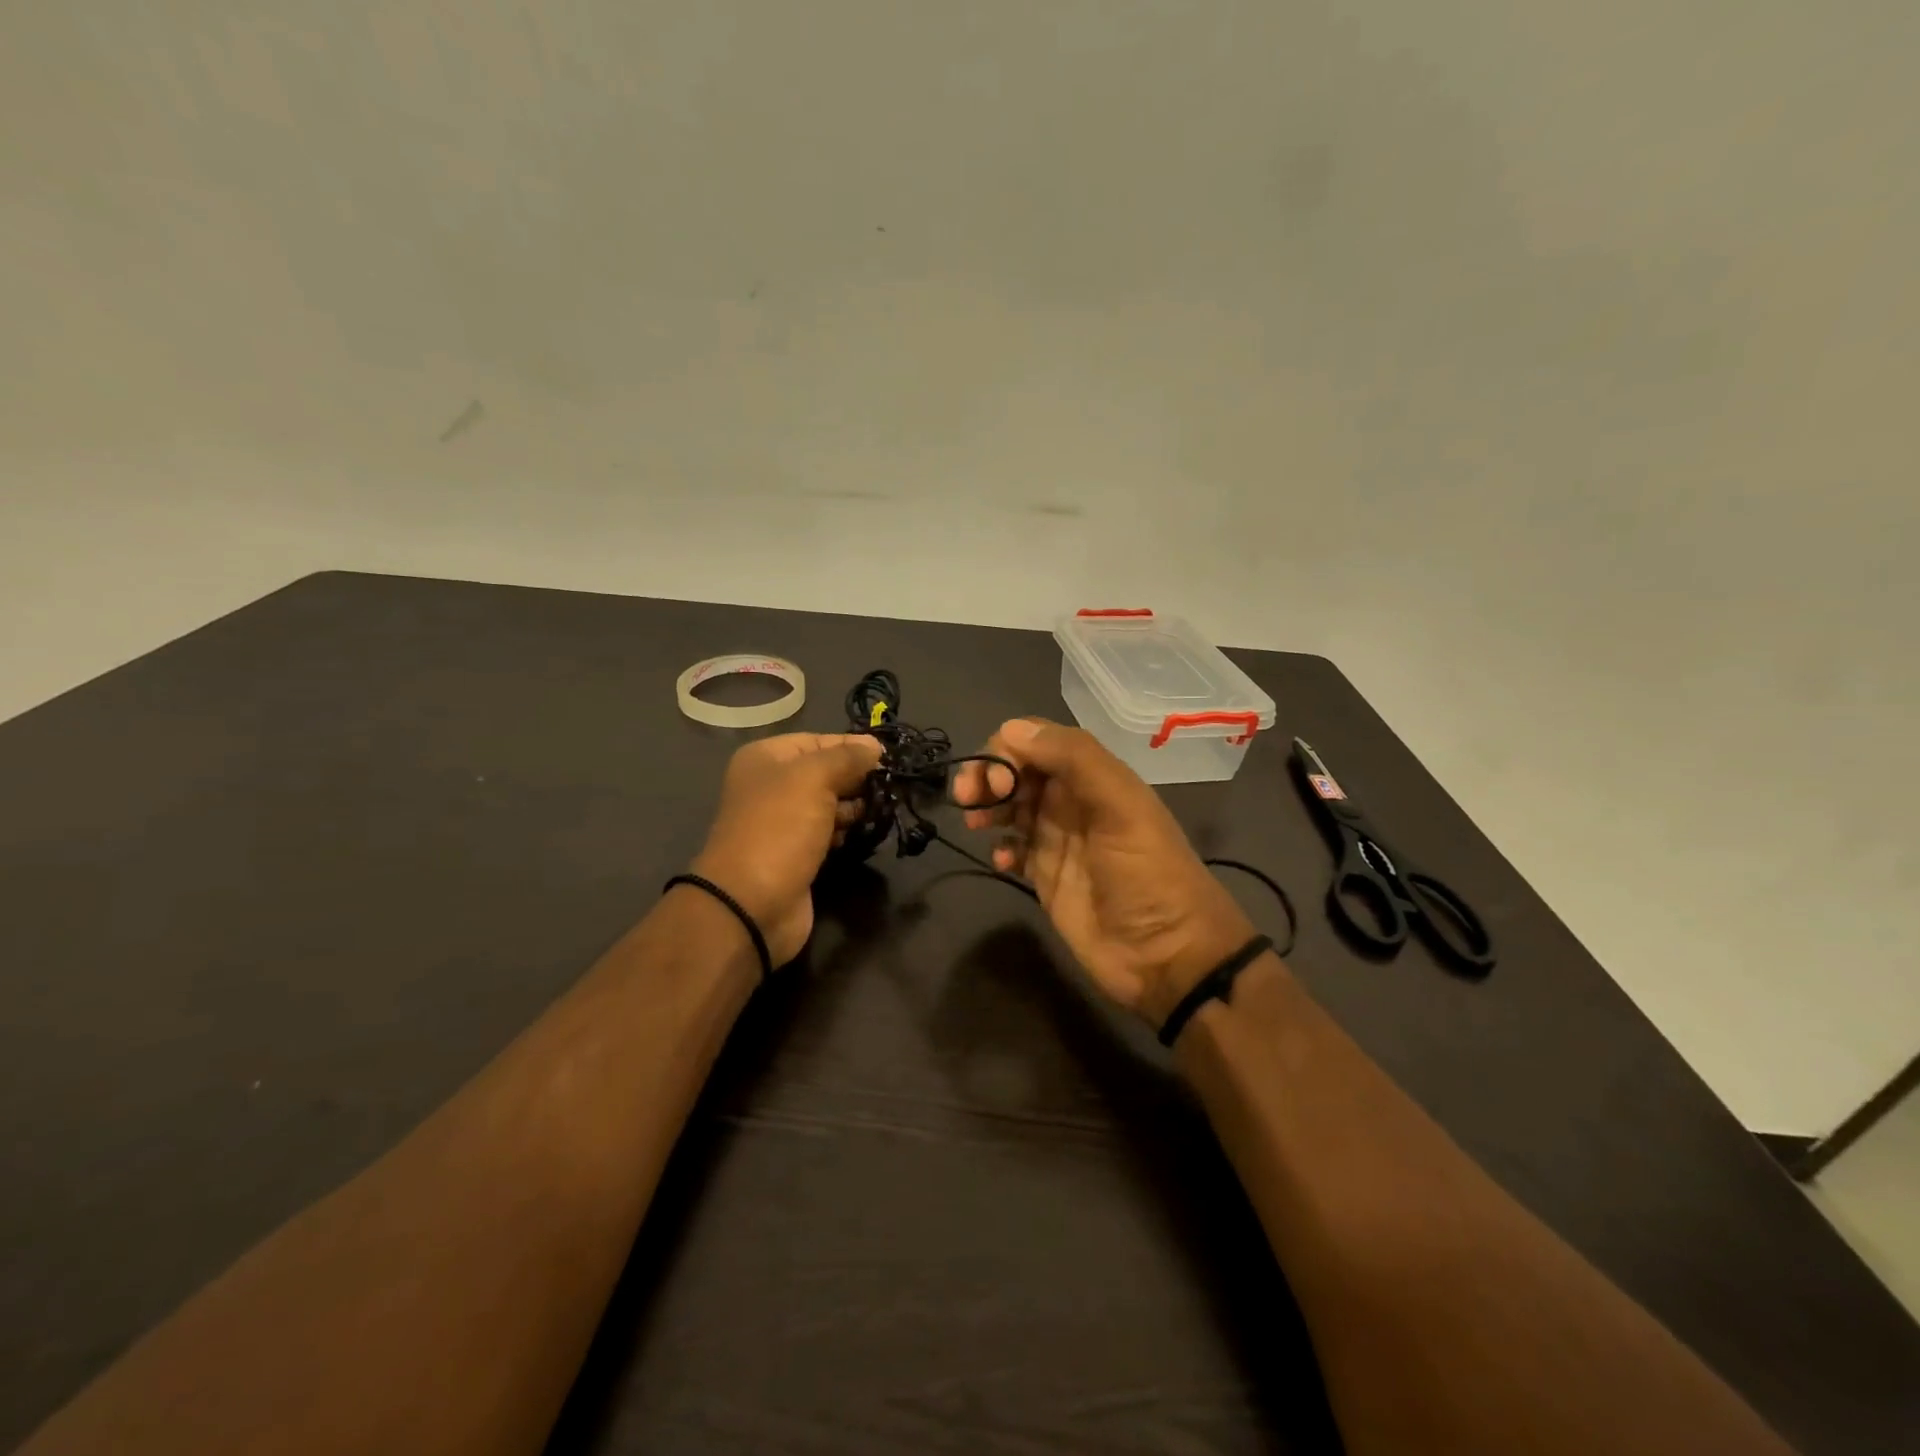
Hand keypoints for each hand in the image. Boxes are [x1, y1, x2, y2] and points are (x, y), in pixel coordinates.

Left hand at [691, 732, 882, 966]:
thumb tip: (874, 746)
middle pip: (824, 772)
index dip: (852, 746)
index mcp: (765, 759)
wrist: (752, 903)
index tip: (888, 756)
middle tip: (890, 785)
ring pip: (829, 804)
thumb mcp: (814, 778)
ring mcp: (782, 822)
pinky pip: (827, 833)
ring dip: (855, 806)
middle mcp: (770, 786)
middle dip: (856, 777)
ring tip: (881, 808)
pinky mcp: (796, 854)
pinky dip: (845, 831)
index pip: (817, 741)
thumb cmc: (780, 828)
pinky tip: (863, 832)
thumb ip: (847, 757)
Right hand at [954, 719, 1256, 1025]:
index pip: (1037, 740)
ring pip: (1010, 805)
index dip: (1007, 750)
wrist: (1167, 956)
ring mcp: (1057, 838)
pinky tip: (1003, 860)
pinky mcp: (1045, 875)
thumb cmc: (1147, 874)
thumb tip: (1011, 730)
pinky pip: (1012, 847)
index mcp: (1093, 776)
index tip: (996, 780)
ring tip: (977, 825)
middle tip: (970, 799)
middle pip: (1017, 769)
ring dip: (987, 806)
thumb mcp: (1122, 807)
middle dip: (988, 774)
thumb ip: (1074, 759)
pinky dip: (1000, 846)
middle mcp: (1072, 800)